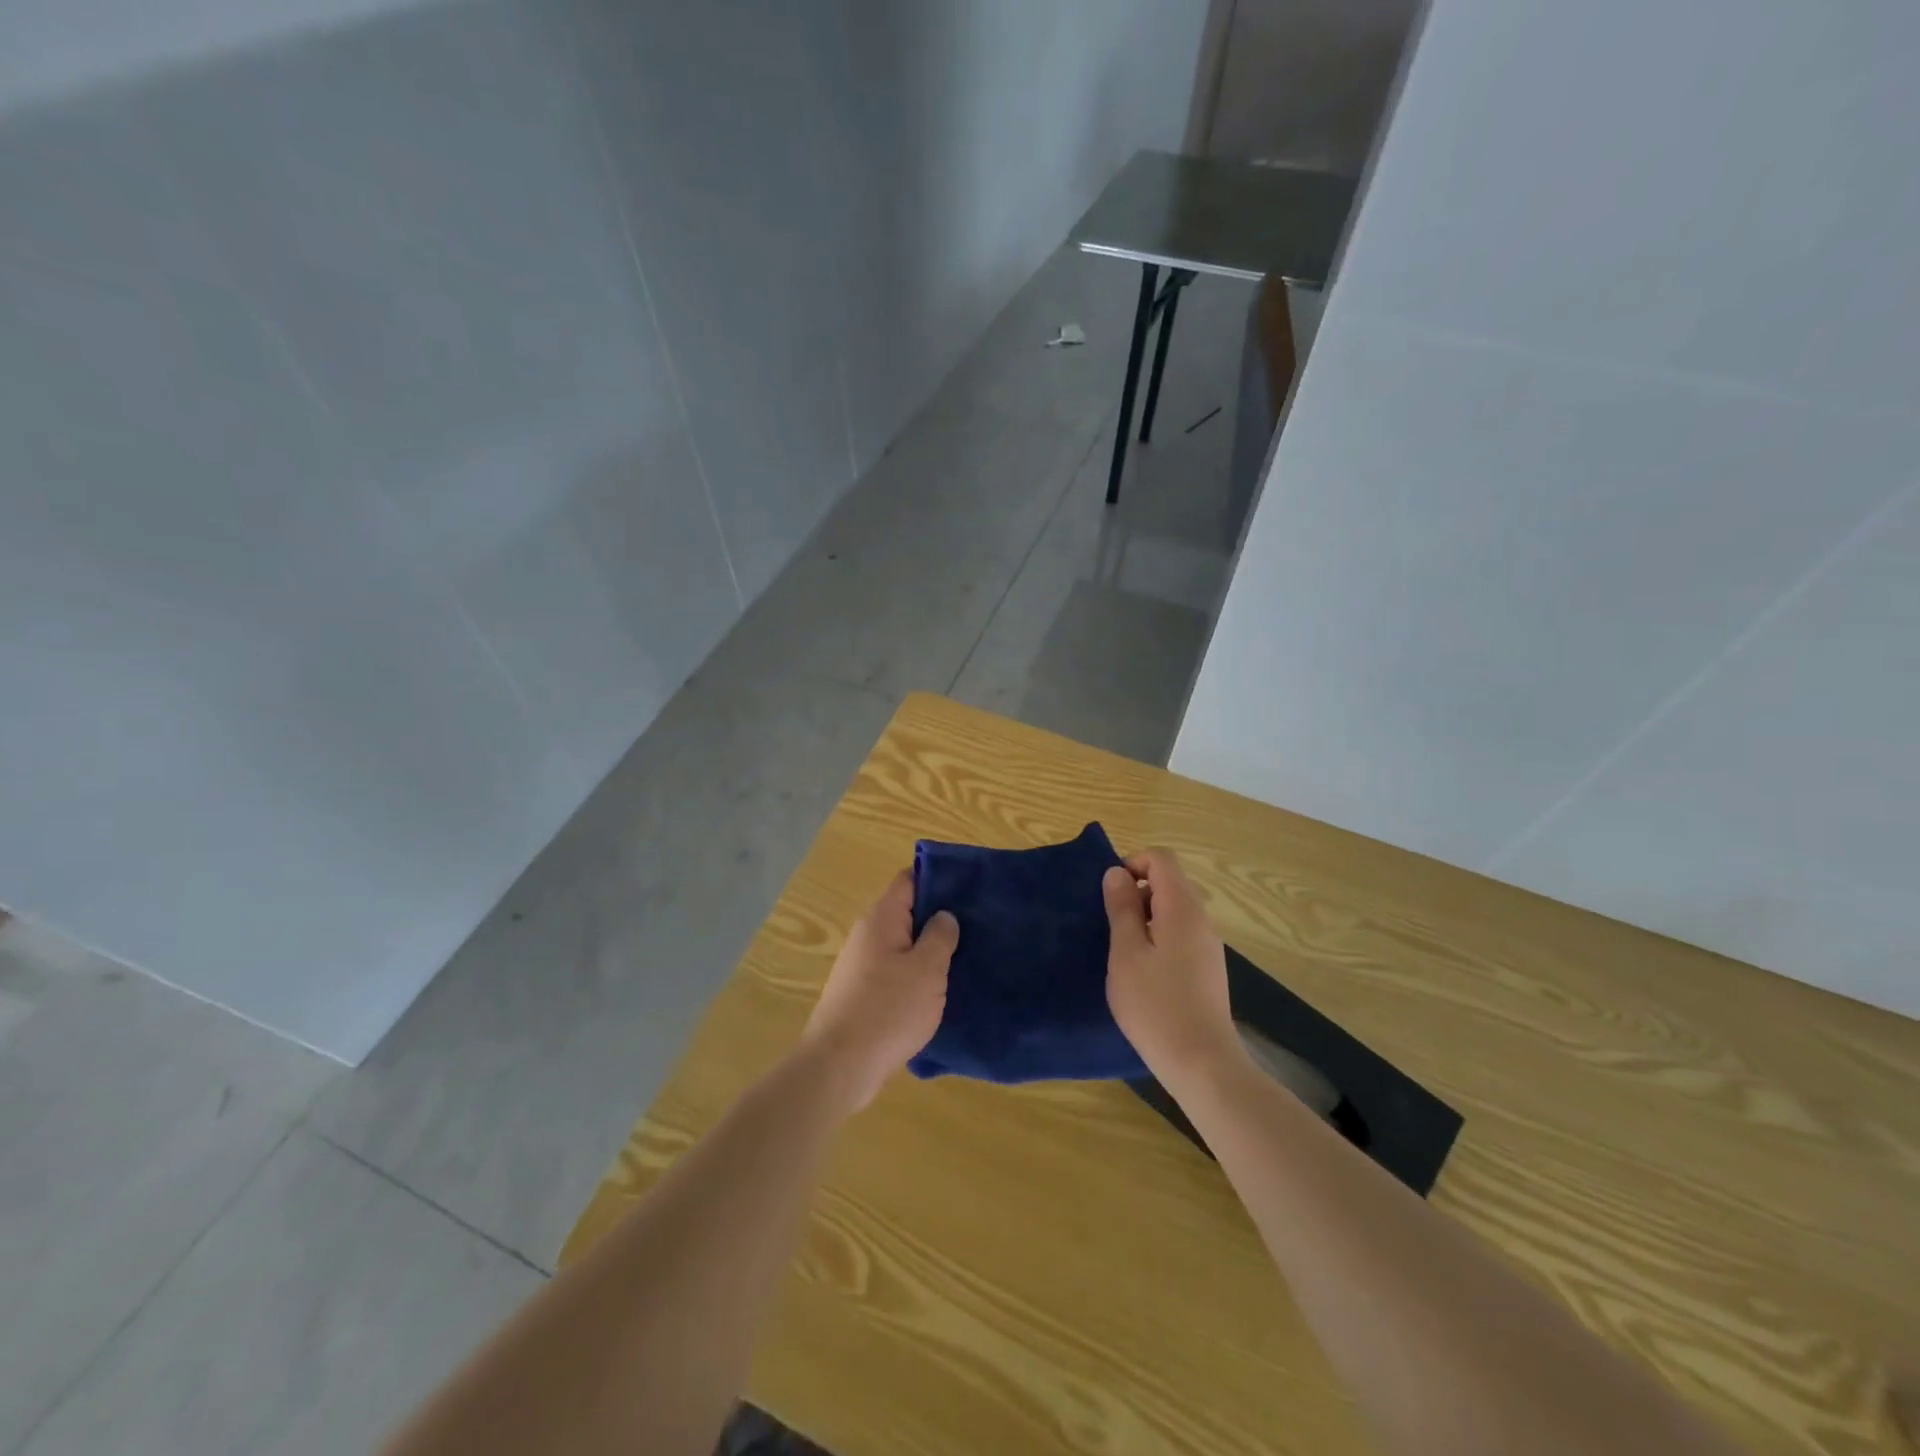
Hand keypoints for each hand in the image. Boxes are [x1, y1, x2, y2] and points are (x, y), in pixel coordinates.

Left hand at [801, 869, 958, 1111]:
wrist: (840, 1067)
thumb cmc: (888, 1010)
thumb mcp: (927, 970)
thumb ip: (940, 936)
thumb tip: (944, 915)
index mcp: (882, 918)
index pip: (909, 879)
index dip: (938, 879)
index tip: (969, 889)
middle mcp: (867, 934)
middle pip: (907, 912)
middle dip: (938, 918)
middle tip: (976, 927)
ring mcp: (862, 965)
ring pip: (902, 945)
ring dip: (928, 951)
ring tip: (964, 959)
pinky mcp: (862, 993)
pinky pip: (895, 972)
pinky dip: (916, 976)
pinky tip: (938, 991)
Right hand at [1103, 849, 1245, 1091]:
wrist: (1201, 1062)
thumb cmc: (1155, 1004)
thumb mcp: (1126, 952)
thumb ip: (1122, 908)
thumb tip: (1117, 873)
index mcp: (1182, 907)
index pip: (1161, 858)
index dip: (1132, 863)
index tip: (1110, 894)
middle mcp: (1201, 918)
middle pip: (1169, 882)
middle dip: (1136, 893)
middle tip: (1111, 926)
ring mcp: (1208, 944)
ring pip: (1174, 910)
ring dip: (1145, 918)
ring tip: (1123, 953)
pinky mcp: (1208, 968)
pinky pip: (1180, 934)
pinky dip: (1158, 938)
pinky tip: (1143, 974)